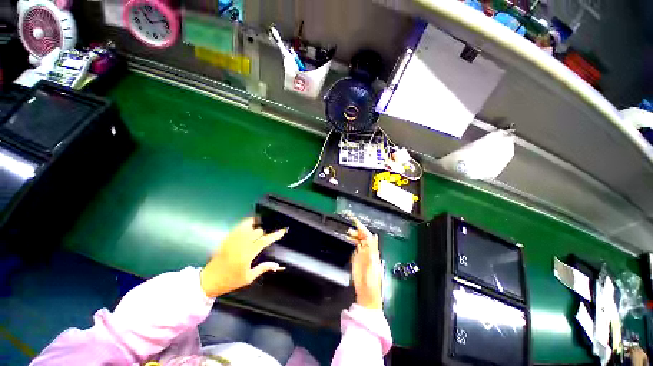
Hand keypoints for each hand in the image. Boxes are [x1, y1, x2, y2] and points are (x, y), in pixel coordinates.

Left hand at [200, 218, 286, 297]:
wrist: (209, 280)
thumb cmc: (230, 281)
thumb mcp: (248, 278)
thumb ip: (263, 268)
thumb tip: (277, 264)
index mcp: (247, 254)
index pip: (265, 241)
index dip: (275, 235)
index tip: (283, 230)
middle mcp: (241, 244)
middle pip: (258, 231)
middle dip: (264, 233)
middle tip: (265, 238)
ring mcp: (232, 240)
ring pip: (248, 226)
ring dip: (255, 227)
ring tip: (257, 231)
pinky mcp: (227, 238)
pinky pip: (238, 226)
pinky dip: (246, 224)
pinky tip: (248, 227)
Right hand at [348, 219, 382, 309]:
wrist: (366, 295)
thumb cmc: (372, 282)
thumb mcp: (372, 265)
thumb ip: (372, 250)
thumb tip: (373, 236)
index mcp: (373, 252)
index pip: (368, 236)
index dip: (363, 228)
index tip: (356, 222)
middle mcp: (368, 251)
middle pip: (363, 237)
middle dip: (357, 231)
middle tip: (349, 229)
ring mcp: (362, 255)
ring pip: (358, 241)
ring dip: (354, 236)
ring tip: (348, 232)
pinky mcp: (357, 259)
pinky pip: (355, 247)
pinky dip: (352, 242)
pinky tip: (348, 239)